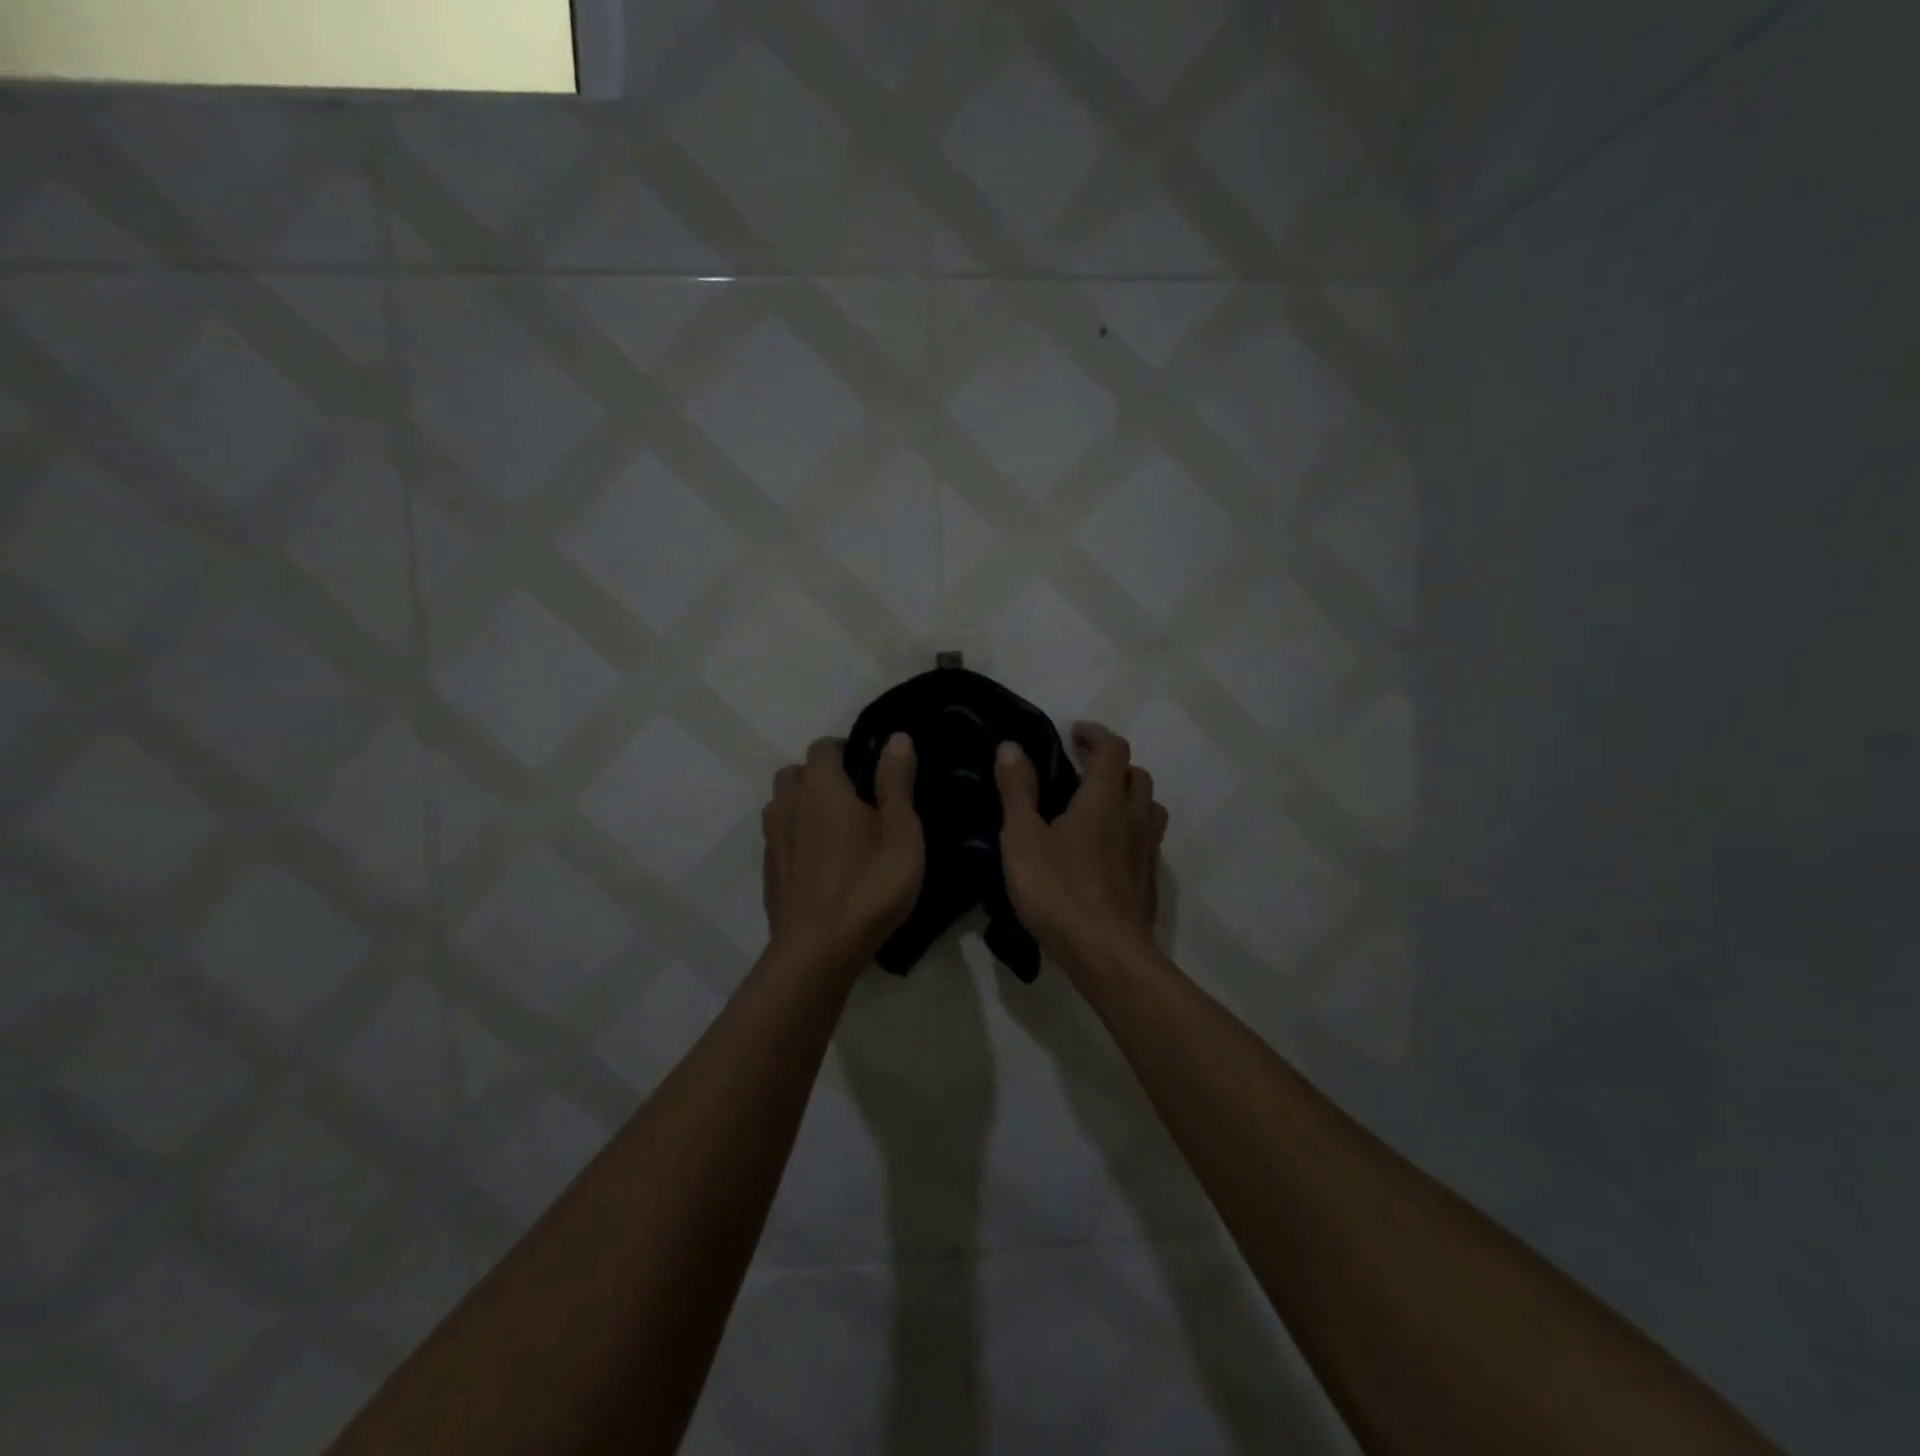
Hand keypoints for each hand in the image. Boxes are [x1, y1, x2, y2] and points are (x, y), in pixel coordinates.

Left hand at [763, 733, 923, 968]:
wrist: (818, 950)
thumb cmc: (869, 883)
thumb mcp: (901, 830)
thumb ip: (896, 781)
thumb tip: (896, 737)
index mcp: (821, 788)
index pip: (822, 748)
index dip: (844, 748)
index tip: (868, 766)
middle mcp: (789, 806)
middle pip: (794, 773)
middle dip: (819, 775)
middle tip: (854, 798)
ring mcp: (773, 842)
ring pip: (781, 806)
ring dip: (803, 806)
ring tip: (836, 830)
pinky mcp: (769, 874)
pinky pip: (780, 840)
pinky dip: (796, 839)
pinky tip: (821, 864)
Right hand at [995, 722, 1167, 972]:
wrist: (1107, 955)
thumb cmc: (1059, 891)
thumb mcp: (1023, 838)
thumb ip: (1017, 790)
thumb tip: (1011, 746)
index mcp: (1104, 800)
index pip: (1113, 749)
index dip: (1095, 735)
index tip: (1073, 734)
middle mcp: (1133, 818)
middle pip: (1136, 775)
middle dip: (1111, 763)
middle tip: (1080, 768)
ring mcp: (1146, 851)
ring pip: (1148, 807)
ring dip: (1127, 795)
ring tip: (1098, 805)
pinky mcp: (1148, 881)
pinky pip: (1146, 840)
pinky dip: (1130, 829)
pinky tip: (1107, 850)